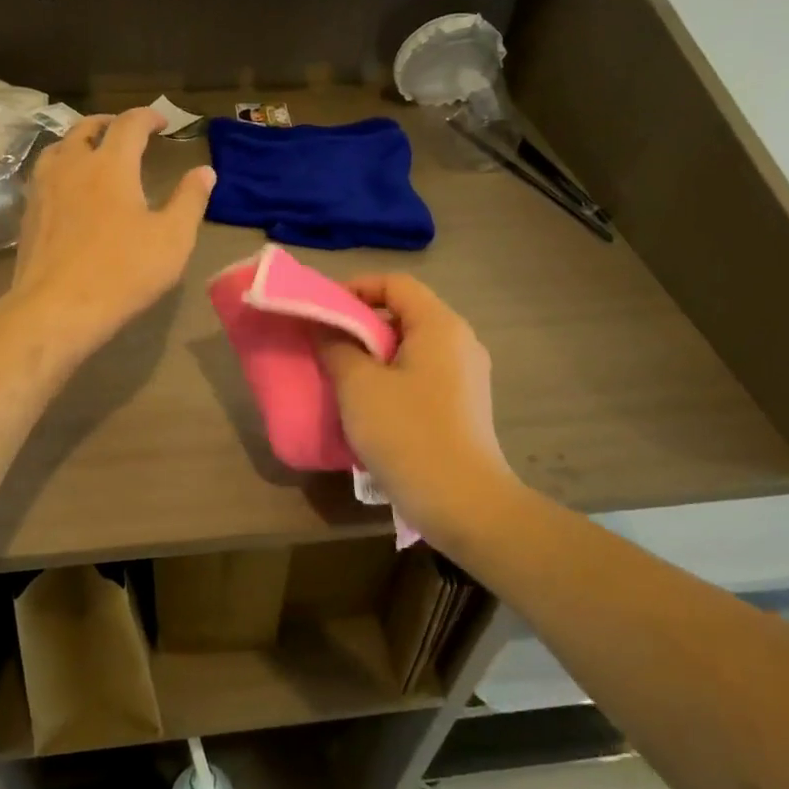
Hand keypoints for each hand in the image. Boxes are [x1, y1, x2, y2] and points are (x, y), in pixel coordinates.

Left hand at [5, 108, 216, 358]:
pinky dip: (61, 167)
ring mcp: (44, 188)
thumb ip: (190, 200)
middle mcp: (73, 165)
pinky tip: (69, 188)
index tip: (162, 121)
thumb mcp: (172, 239)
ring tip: (93, 153)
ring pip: (59, 147)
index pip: (129, 124)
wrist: (56, 308)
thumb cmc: (122, 272)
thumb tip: (205, 171)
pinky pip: (44, 174)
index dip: (148, 116)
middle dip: (110, 123)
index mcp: (111, 165)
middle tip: (126, 131)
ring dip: (80, 141)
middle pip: (87, 128)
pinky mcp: (29, 213)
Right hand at [315, 274, 511, 540]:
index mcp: (440, 326)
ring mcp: (466, 376)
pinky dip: (391, 378)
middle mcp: (460, 342)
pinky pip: (420, 375)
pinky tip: (368, 407)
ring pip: (410, 347)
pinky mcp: (463, 406)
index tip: (323, 312)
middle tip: (325, 345)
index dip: (355, 288)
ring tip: (340, 376)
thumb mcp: (359, 385)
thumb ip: (336, 346)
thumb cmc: (408, 434)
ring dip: (372, 355)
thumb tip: (326, 328)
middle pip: (404, 314)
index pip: (395, 284)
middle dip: (360, 324)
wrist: (464, 505)